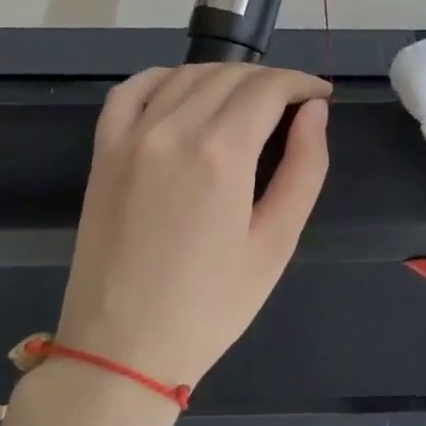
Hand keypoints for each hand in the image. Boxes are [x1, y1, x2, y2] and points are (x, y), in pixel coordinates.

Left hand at [52, 64, 331, 390]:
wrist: (122, 348)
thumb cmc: (212, 305)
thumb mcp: (277, 243)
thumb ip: (304, 168)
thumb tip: (315, 113)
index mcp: (220, 154)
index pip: (268, 88)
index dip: (302, 84)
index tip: (321, 97)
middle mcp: (172, 130)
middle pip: (230, 76)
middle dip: (271, 81)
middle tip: (295, 106)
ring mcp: (130, 138)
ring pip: (186, 76)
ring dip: (226, 77)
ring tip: (251, 102)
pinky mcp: (103, 153)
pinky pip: (132, 91)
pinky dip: (165, 78)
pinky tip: (185, 91)